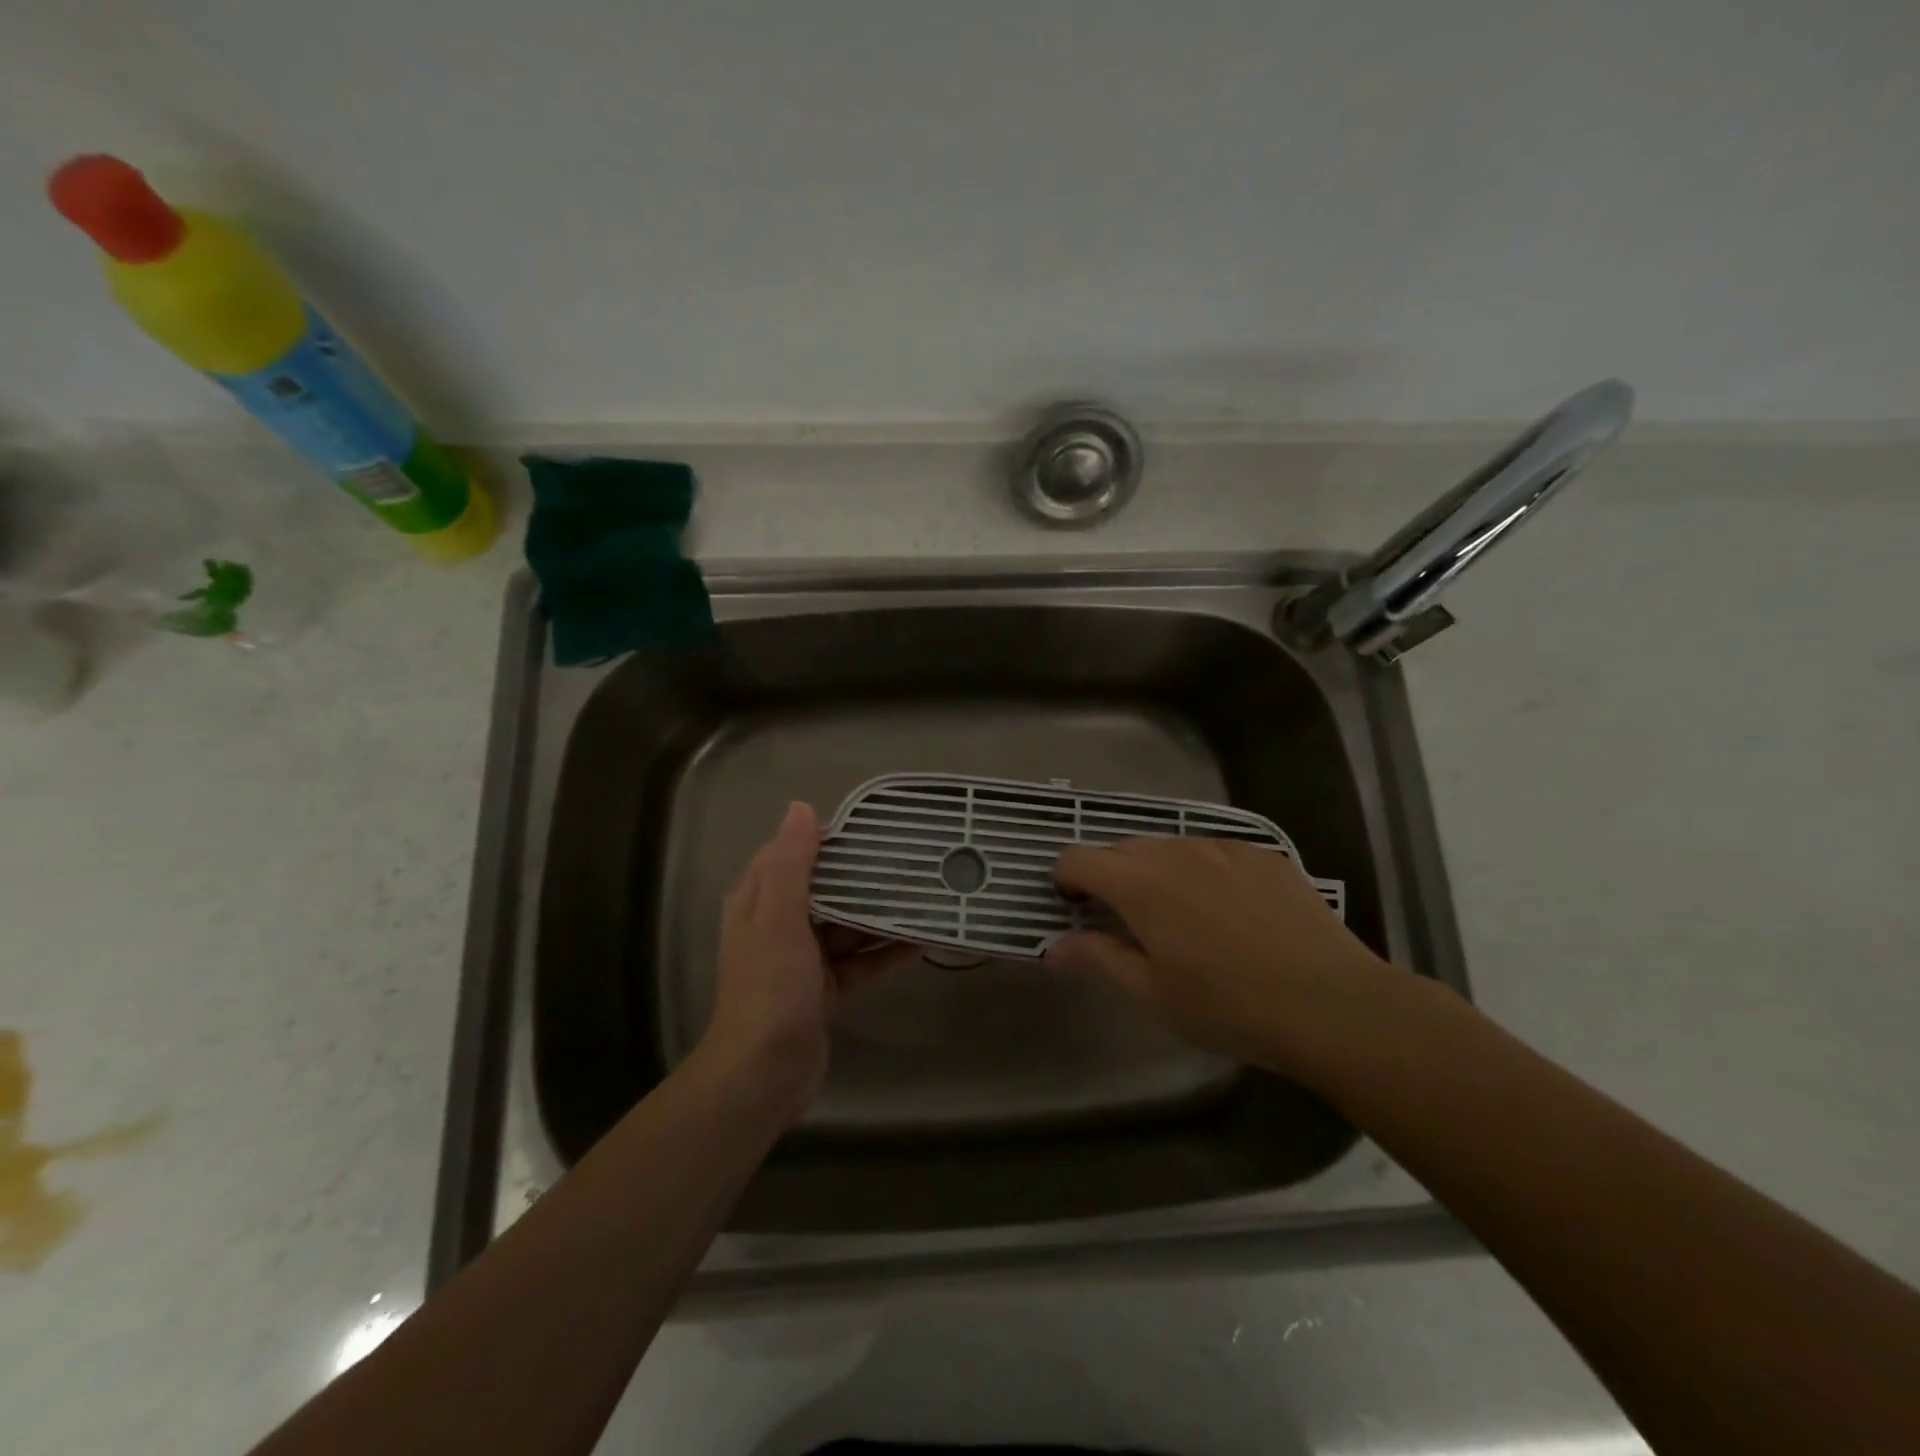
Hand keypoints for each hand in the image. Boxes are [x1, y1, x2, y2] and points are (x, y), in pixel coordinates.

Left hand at [699, 802, 909, 1120]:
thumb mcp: (779, 919)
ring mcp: (802, 958)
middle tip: (908, 858)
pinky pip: (859, 959)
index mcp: (758, 901)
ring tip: (922, 894)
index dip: (825, 837)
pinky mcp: (824, 988)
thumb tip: (802, 807)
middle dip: (861, 875)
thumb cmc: (770, 989)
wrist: (764, 1074)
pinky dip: (884, 951)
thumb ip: (791, 865)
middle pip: (825, 888)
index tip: (869, 826)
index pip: (791, 854)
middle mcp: (778, 924)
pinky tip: (921, 942)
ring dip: (878, 913)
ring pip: (846, 924)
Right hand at [1048, 836, 1414, 1084]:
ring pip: (1169, 847)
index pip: (1079, 858)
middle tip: (1125, 921)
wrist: (1332, 1004)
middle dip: (1110, 877)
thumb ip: (1097, 959)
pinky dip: (1201, 872)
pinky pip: (1213, 852)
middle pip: (1121, 848)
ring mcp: (1224, 847)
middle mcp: (1176, 851)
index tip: (1074, 908)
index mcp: (1140, 883)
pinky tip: (1229, 912)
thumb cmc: (1229, 1006)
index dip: (1066, 879)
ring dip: (1156, 872)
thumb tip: (1053, 949)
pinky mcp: (1263, 854)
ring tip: (1181, 917)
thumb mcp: (1152, 994)